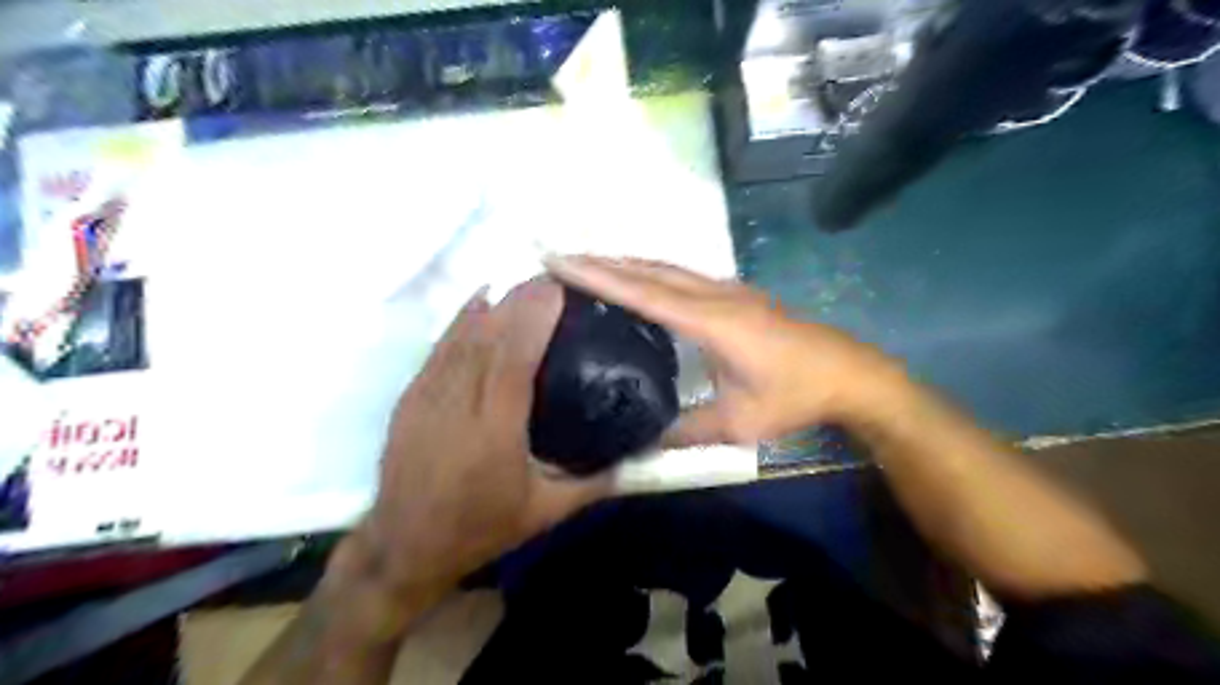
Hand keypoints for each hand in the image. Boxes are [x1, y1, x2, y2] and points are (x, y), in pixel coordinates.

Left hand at [342, 278, 609, 603]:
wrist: (404, 546)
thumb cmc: (479, 529)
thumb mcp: (545, 513)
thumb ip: (593, 484)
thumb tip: (635, 459)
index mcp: (494, 430)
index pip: (513, 359)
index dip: (533, 317)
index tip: (557, 290)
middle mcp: (458, 404)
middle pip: (489, 337)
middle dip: (519, 300)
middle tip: (551, 278)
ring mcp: (429, 396)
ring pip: (462, 336)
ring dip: (494, 304)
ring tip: (523, 285)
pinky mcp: (412, 396)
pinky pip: (440, 347)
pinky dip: (461, 318)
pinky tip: (480, 300)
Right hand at [547, 255, 904, 442]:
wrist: (850, 373)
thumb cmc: (795, 396)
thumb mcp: (738, 423)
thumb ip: (684, 432)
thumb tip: (639, 444)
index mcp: (711, 320)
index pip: (643, 292)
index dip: (599, 276)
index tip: (561, 261)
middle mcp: (715, 294)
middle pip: (650, 269)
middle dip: (603, 261)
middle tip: (562, 257)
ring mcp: (729, 289)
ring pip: (667, 267)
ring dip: (628, 262)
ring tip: (591, 263)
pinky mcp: (737, 294)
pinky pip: (683, 274)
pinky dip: (652, 272)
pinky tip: (642, 280)